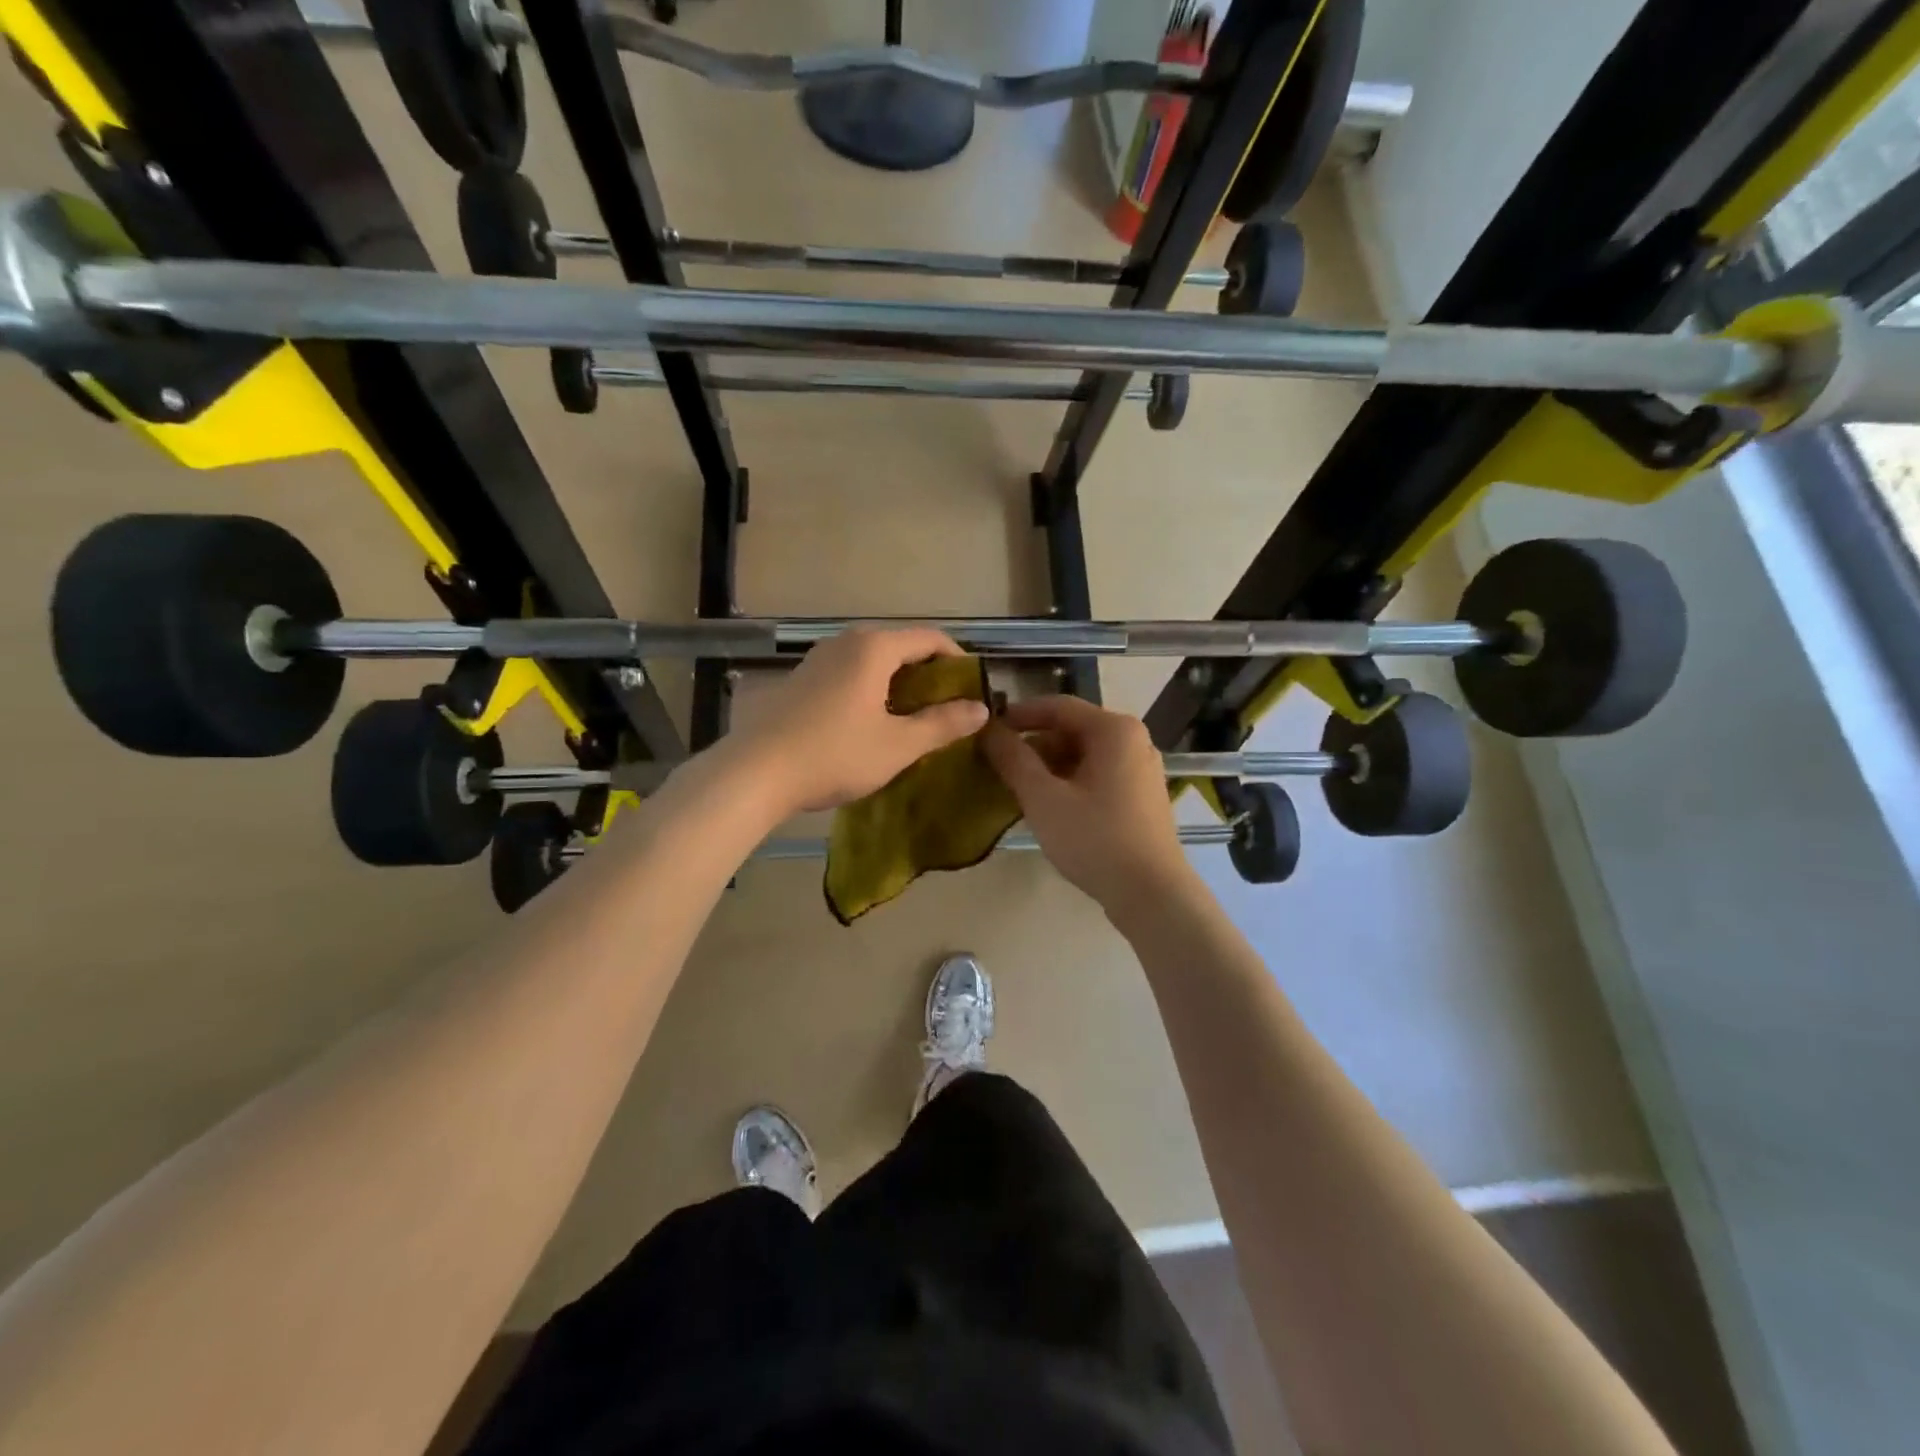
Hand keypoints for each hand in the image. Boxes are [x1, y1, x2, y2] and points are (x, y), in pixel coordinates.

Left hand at [731, 627, 989, 815]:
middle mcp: (847, 641)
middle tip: (947, 710)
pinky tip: (873, 724)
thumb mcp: (898, 745)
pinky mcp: (803, 678)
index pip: (931, 639)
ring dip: (900, 684)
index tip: (973, 691)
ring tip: (914, 720)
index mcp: (874, 648)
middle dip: (929, 675)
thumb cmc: (834, 755)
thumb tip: (980, 709)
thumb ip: (942, 724)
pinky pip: (851, 673)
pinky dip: (873, 689)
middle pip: (902, 646)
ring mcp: (820, 658)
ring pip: (875, 661)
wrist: (755, 773)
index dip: (959, 661)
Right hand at [982, 696, 1194, 911]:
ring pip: (1084, 755)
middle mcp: (1134, 740)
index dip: (1018, 715)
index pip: (1057, 706)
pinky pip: (1098, 775)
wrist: (1151, 894)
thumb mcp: (1044, 798)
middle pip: (1072, 730)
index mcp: (1114, 730)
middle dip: (1033, 745)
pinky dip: (1070, 782)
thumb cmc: (1095, 839)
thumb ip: (1013, 759)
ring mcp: (1141, 769)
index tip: (987, 730)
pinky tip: (1049, 807)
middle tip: (999, 766)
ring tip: (1018, 789)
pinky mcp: (1142, 796)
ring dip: (1049, 767)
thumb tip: (987, 729)